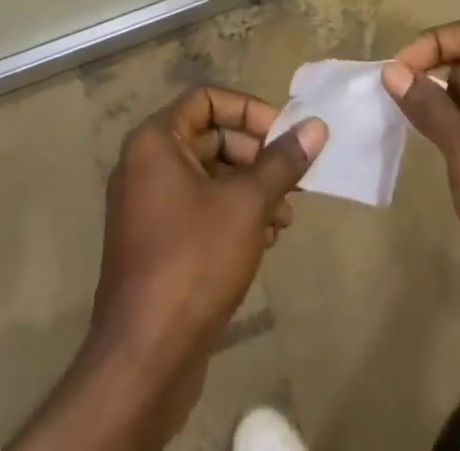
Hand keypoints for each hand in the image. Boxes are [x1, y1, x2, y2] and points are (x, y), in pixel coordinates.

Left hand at [38, 86, 324, 448]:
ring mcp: (148, 206)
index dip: (249, 110)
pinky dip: (233, 214)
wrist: (143, 361)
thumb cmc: (194, 261)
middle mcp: (146, 164)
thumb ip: (282, 161)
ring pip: (209, 176)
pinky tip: (265, 240)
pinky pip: (199, 208)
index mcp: (155, 141)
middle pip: (211, 136)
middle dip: (257, 156)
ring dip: (251, 189)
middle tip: (293, 179)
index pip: (208, 98)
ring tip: (285, 217)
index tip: (284, 135)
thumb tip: (316, 125)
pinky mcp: (156, 243)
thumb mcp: (247, 204)